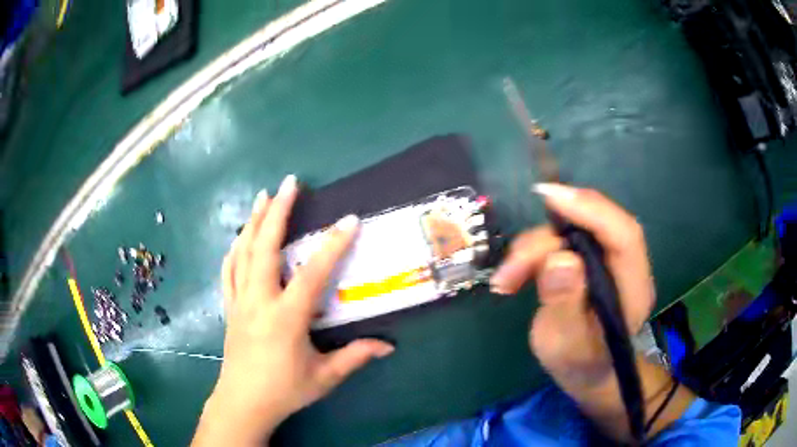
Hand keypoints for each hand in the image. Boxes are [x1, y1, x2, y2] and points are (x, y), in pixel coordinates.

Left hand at [193, 175, 393, 445]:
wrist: (243, 402)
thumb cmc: (284, 391)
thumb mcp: (324, 377)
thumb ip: (355, 357)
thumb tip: (388, 347)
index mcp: (285, 318)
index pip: (312, 274)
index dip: (333, 246)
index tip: (349, 220)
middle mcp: (259, 301)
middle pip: (265, 248)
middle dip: (277, 212)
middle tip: (288, 183)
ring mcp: (240, 301)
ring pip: (243, 253)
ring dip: (253, 222)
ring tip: (263, 196)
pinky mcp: (230, 307)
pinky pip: (229, 271)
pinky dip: (234, 249)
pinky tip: (239, 237)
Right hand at [490, 183, 655, 389]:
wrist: (587, 370)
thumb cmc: (580, 364)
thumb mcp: (568, 346)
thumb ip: (566, 304)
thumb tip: (558, 258)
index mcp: (634, 288)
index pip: (624, 235)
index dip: (591, 209)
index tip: (550, 197)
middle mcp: (624, 265)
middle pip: (591, 227)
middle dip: (545, 240)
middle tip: (510, 270)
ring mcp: (605, 259)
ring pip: (568, 231)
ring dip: (532, 249)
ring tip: (505, 281)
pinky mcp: (586, 258)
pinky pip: (558, 241)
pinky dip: (531, 254)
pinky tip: (513, 276)